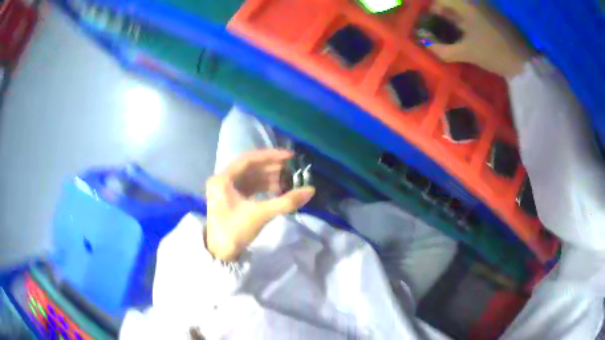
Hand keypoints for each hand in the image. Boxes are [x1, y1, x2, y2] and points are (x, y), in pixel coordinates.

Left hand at [205, 149, 315, 260]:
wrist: (220, 254)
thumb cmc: (235, 232)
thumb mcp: (260, 215)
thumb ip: (286, 202)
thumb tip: (310, 190)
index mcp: (222, 179)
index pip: (248, 159)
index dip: (270, 155)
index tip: (289, 156)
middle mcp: (222, 180)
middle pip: (249, 167)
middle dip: (271, 166)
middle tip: (291, 167)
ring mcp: (225, 190)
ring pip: (250, 177)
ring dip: (269, 177)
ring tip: (288, 179)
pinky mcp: (231, 199)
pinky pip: (249, 187)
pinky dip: (263, 187)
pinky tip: (277, 189)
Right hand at [428, 0, 533, 77]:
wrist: (524, 61)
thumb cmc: (494, 53)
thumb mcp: (467, 53)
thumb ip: (444, 50)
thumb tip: (428, 47)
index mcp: (465, 5)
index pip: (440, 0)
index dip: (432, 9)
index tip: (429, 22)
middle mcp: (474, 1)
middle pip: (451, 2)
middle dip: (443, 13)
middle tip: (439, 28)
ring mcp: (485, 7)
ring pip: (463, 7)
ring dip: (454, 17)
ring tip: (452, 32)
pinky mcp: (494, 15)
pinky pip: (474, 13)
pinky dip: (466, 20)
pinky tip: (467, 33)